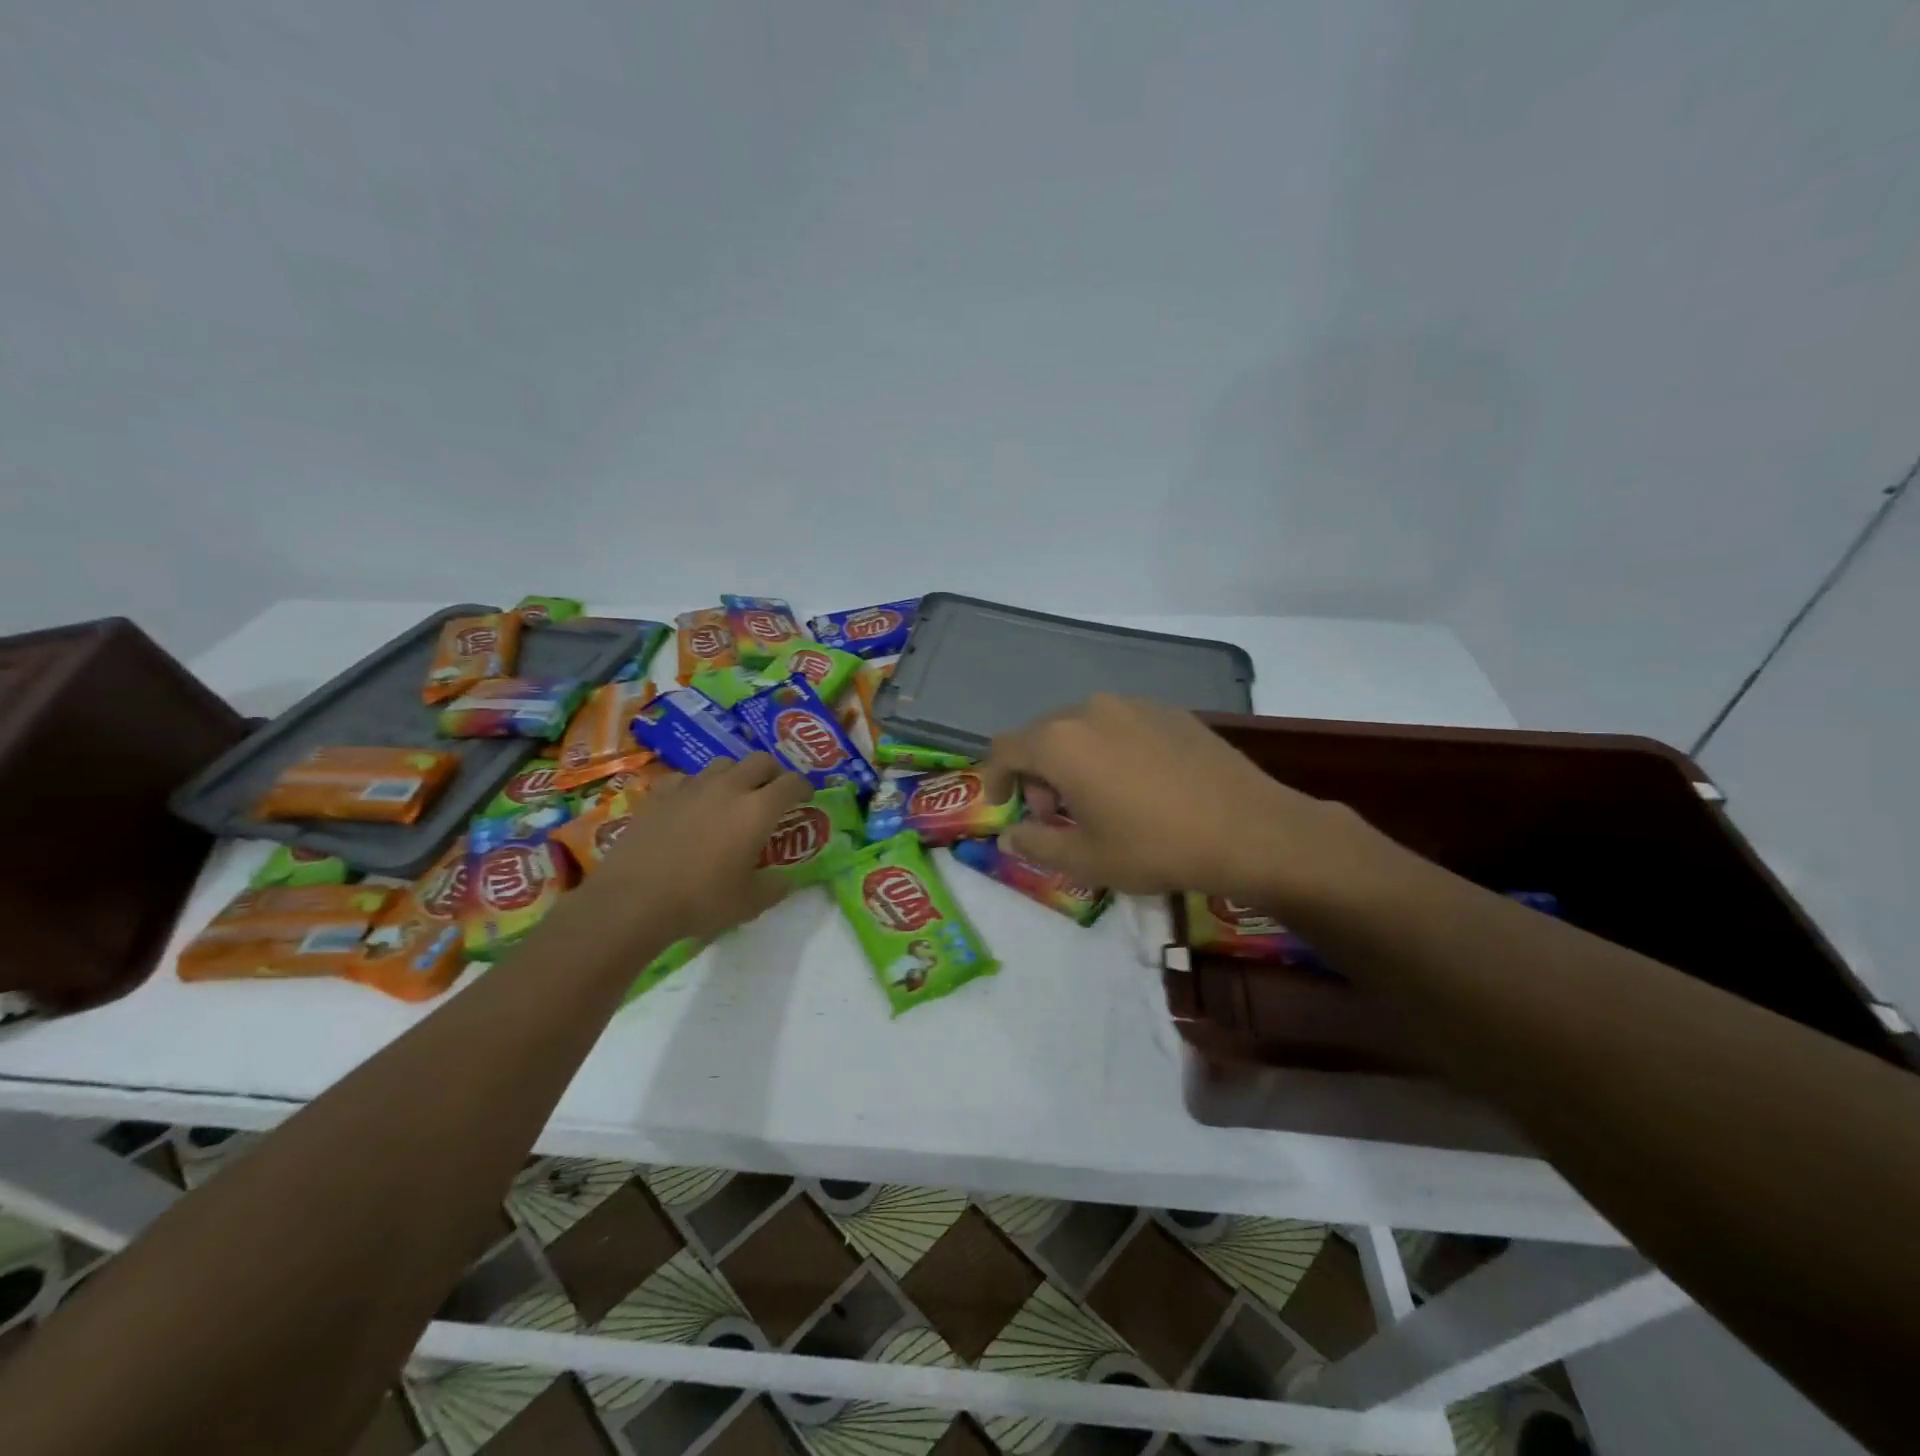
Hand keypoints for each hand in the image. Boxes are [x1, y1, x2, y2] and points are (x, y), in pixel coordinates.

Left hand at [561, 753, 811, 946]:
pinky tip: (692, 805)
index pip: (793, 782)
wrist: (633, 900)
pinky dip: (698, 786)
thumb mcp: (750, 903)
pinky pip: (688, 777)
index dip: (804, 788)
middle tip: (773, 794)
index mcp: (758, 810)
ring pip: (724, 763)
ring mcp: (691, 786)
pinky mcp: (660, 793)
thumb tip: (786, 880)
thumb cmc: (700, 901)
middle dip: (773, 773)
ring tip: (733, 796)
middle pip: (761, 761)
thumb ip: (775, 887)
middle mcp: (729, 787)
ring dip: (737, 775)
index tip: (806, 799)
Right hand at [984, 695, 1376, 908]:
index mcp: (1060, 742)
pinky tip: (1137, 784)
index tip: (1002, 806)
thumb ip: (1036, 844)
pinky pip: (1119, 725)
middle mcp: (1090, 710)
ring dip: (1073, 761)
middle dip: (1037, 774)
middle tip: (1055, 816)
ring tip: (1098, 800)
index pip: (1004, 748)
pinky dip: (1108, 750)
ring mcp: (1133, 705)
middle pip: (1042, 735)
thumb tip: (1009, 835)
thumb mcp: (1086, 859)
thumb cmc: (1156, 846)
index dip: (993, 777)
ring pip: (1081, 728)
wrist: (1250, 830)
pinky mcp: (1169, 711)